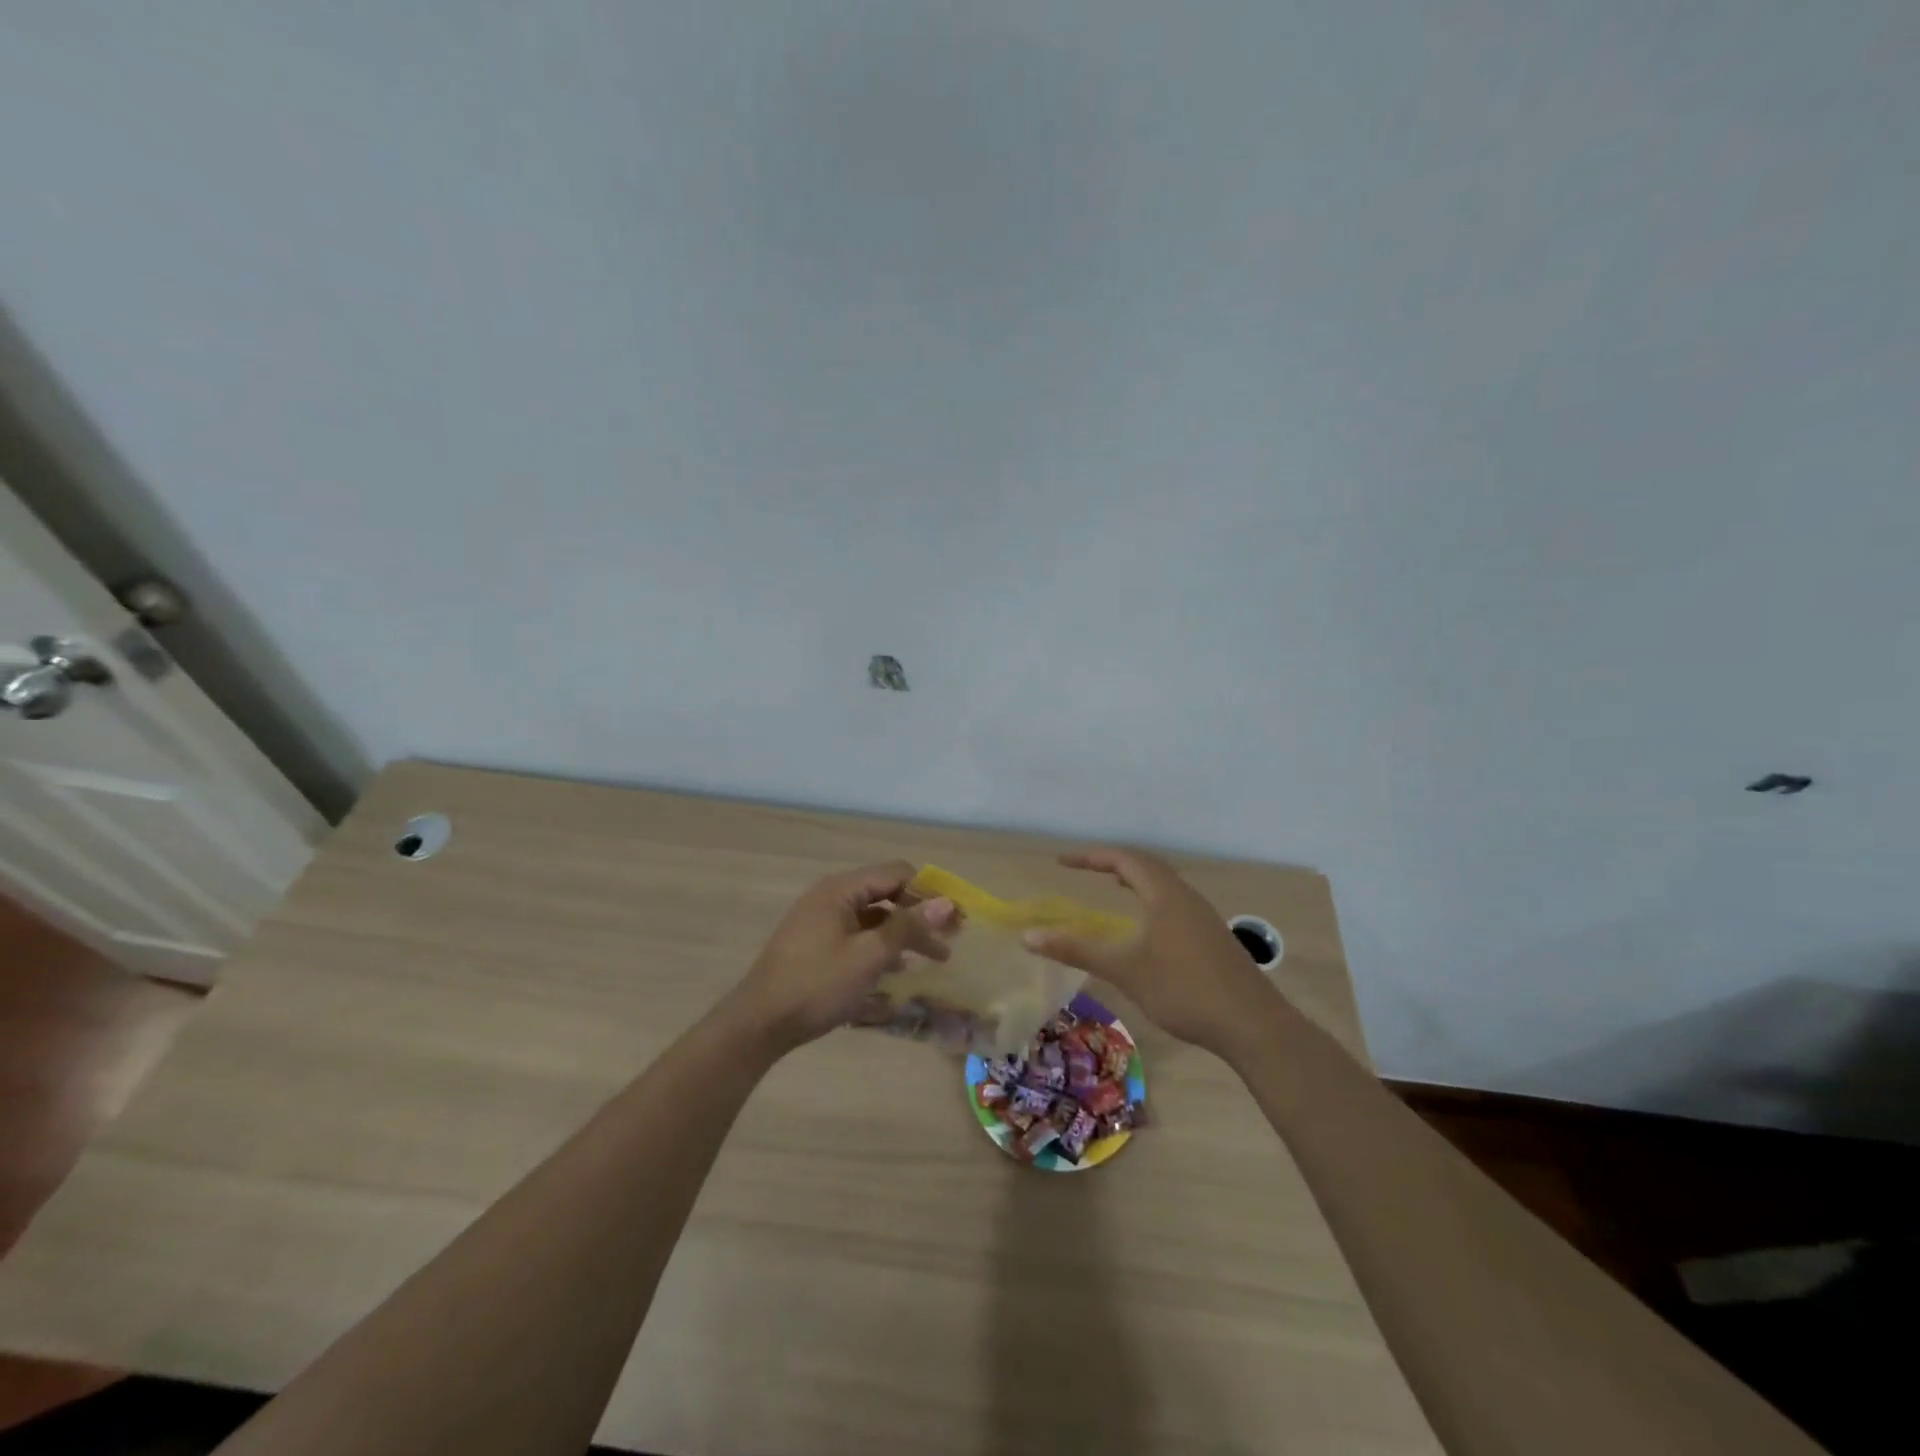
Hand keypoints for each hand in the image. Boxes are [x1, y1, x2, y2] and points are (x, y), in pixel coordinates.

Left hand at [730, 861, 957, 1054]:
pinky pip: (858, 936)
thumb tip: (946, 903)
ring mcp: (821, 921)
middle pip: (886, 894)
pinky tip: (897, 972)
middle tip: (949, 943)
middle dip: (919, 916)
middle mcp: (831, 896)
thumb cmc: (817, 985)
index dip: (929, 892)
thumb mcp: (868, 956)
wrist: (759, 1024)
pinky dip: (880, 947)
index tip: (955, 920)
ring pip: (874, 918)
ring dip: (903, 935)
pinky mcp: (816, 945)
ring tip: (931, 960)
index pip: (897, 873)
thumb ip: (908, 927)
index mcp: (841, 889)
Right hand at [1023, 847, 1276, 1054]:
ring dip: (1135, 877)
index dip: (1090, 857)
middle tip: (1084, 868)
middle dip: (1112, 861)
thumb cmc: (1183, 990)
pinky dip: (1151, 896)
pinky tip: (1147, 923)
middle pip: (1146, 865)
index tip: (1062, 862)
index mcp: (1164, 894)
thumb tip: (1029, 936)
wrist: (1251, 1024)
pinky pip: (1174, 899)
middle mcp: (1185, 896)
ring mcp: (1203, 915)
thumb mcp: (1124, 970)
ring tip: (1113, 884)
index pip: (1123, 859)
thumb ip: (1077, 950)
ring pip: (1164, 882)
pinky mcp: (1212, 935)